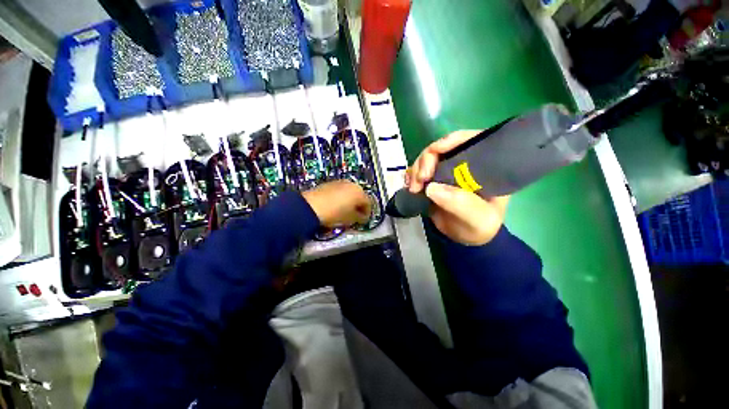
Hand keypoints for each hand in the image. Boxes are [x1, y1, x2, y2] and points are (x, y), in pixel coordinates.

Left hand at [302, 180, 371, 227]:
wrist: (311, 207)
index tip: (363, 220)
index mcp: (359, 192)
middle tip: (355, 215)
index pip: (368, 203)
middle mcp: (351, 184)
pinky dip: (340, 198)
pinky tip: (335, 206)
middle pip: (359, 196)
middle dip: (358, 205)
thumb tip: (361, 217)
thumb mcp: (350, 219)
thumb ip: (359, 218)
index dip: (367, 213)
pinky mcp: (329, 183)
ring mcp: (339, 182)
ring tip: (344, 211)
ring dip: (349, 201)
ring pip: (349, 192)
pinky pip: (339, 191)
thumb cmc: (334, 213)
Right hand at [406, 130, 509, 245]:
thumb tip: (431, 188)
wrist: (465, 238)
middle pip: (443, 148)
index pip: (471, 140)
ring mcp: (448, 171)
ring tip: (413, 188)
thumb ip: (461, 204)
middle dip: (427, 159)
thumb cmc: (479, 227)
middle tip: (420, 179)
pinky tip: (409, 185)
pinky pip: (420, 170)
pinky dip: (412, 175)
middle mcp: (465, 164)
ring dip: (417, 169)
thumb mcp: (478, 219)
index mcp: (485, 167)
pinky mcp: (434, 179)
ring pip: (428, 158)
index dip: (452, 140)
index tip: (435, 151)